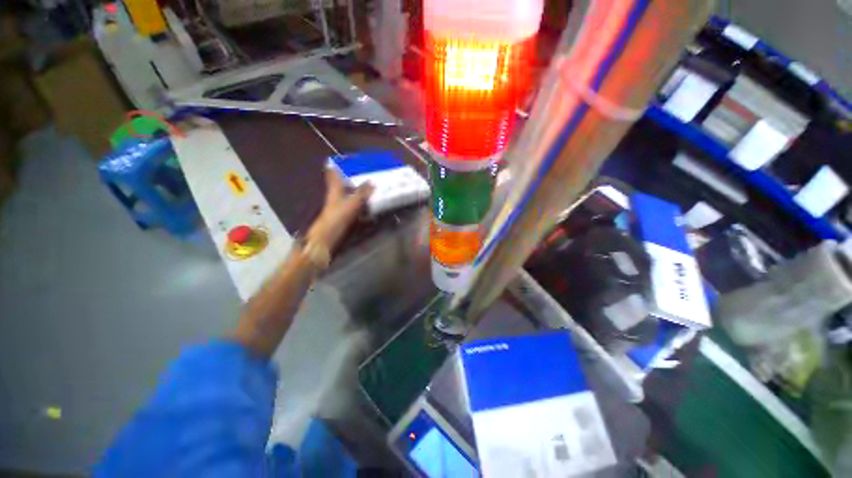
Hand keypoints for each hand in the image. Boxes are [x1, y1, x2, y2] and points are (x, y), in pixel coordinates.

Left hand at [307, 167, 373, 250]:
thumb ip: (362, 193)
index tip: (343, 158)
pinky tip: (373, 206)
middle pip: (344, 185)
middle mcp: (337, 197)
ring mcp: (341, 208)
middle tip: (368, 173)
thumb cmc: (336, 219)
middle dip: (354, 178)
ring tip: (375, 188)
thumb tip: (372, 181)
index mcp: (334, 190)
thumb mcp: (351, 204)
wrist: (328, 240)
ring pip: (352, 196)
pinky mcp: (346, 218)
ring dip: (361, 192)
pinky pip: (357, 208)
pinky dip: (364, 205)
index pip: (333, 174)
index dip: (335, 165)